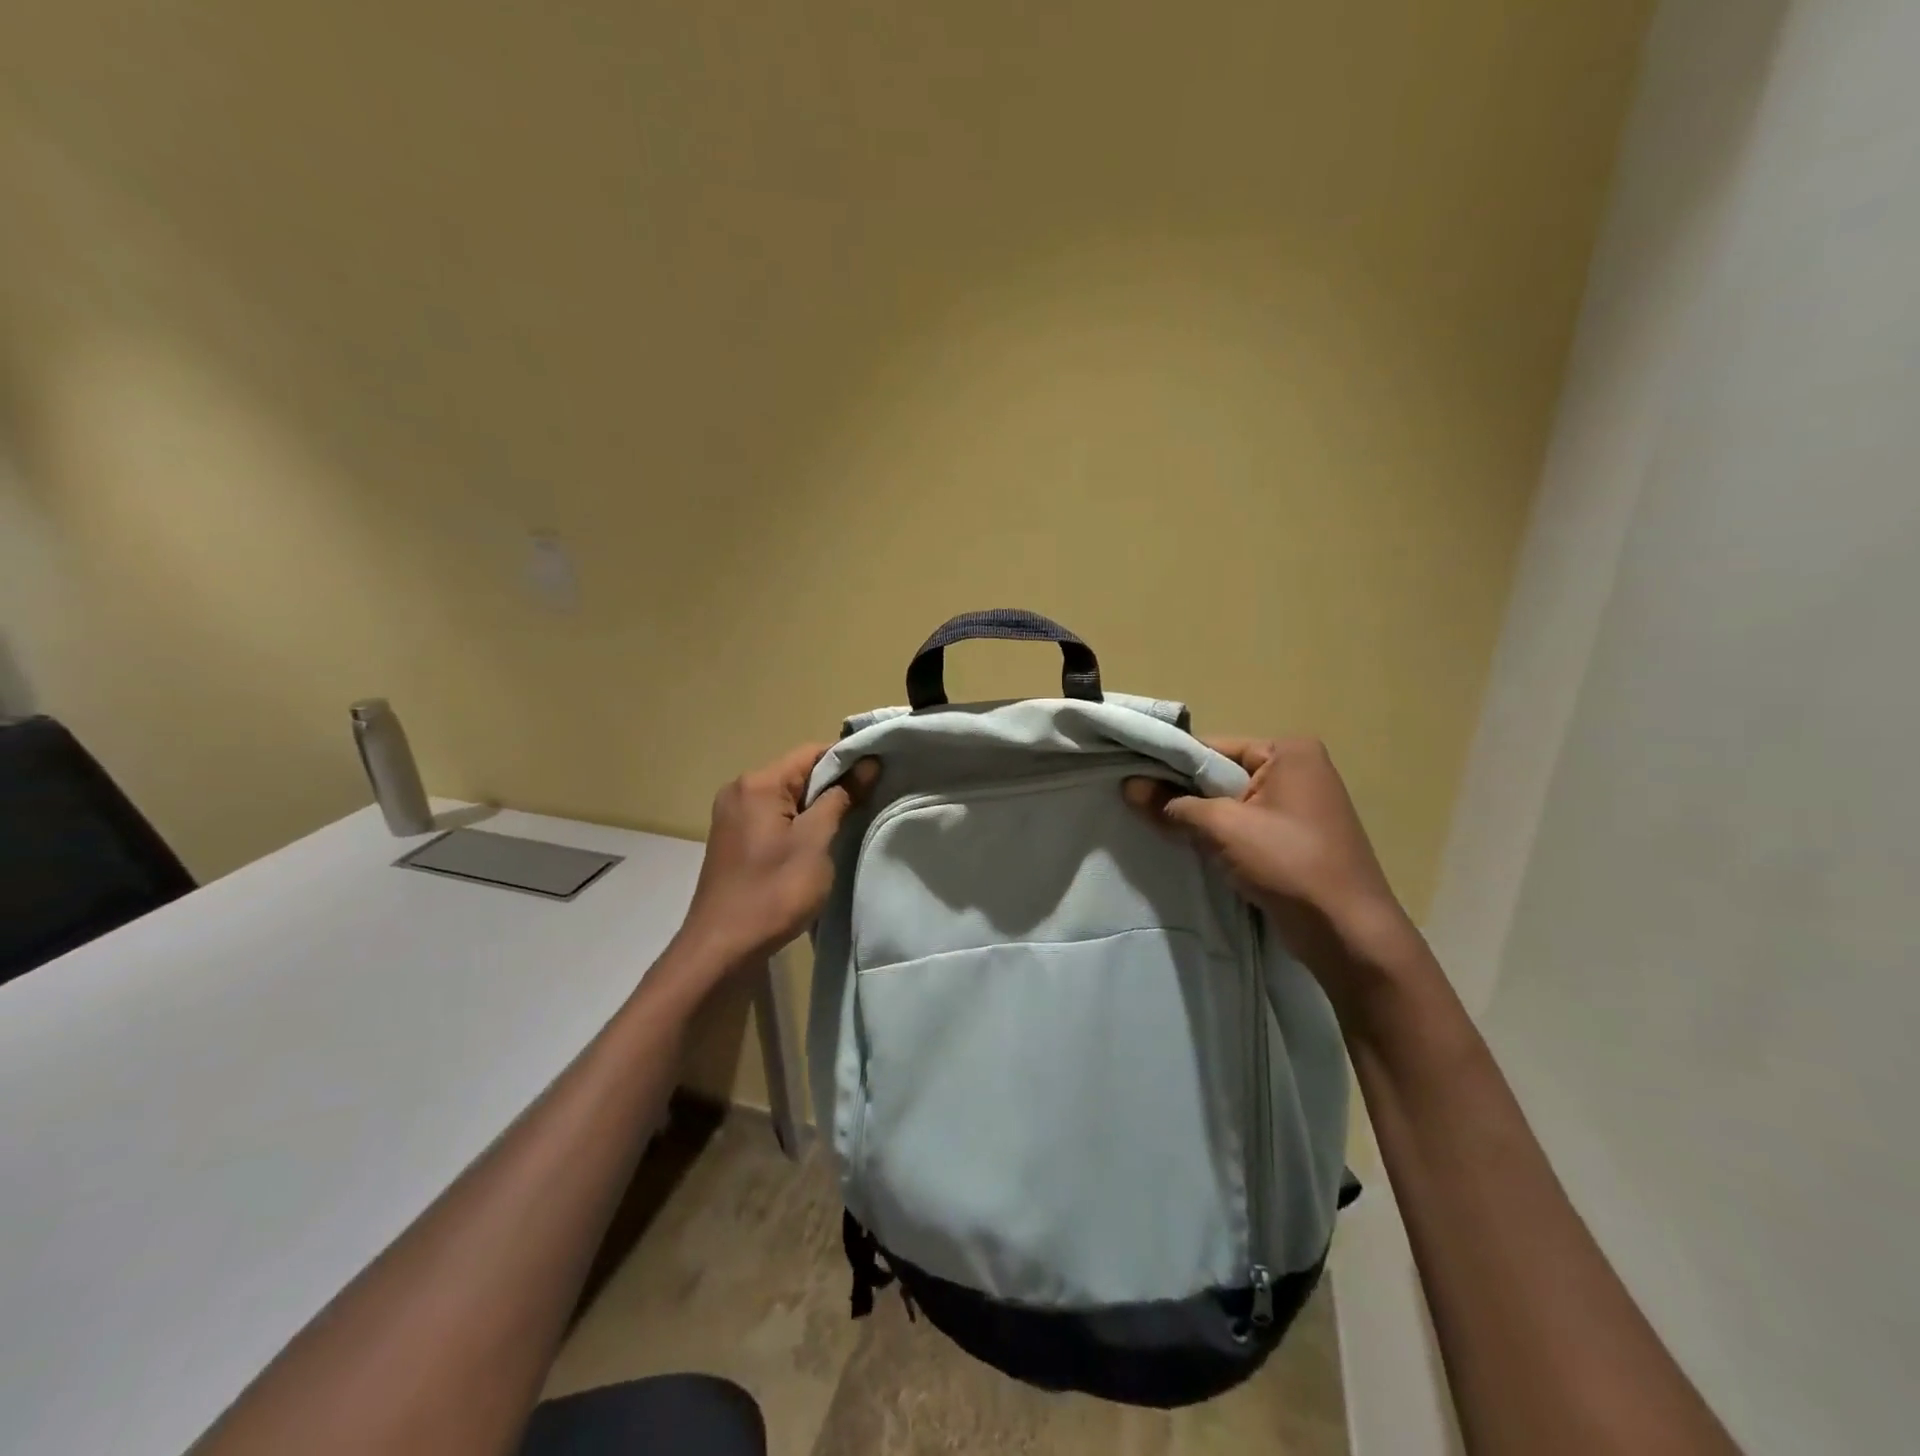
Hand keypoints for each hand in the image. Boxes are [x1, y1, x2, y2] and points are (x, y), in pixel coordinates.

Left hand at [676, 745, 880, 970]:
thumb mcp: (816, 841)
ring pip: (787, 797)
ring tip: (848, 822)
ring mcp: (733, 815)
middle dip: (834, 784)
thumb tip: (867, 764)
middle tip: (870, 801)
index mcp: (758, 783)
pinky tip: (817, 842)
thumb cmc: (774, 891)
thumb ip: (841, 797)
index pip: (812, 752)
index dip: (848, 760)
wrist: (723, 947)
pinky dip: (798, 822)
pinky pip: (773, 817)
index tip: (879, 774)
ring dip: (817, 806)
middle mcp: (740, 790)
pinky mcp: (734, 839)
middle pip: (798, 773)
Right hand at [1123, 738, 1426, 1012]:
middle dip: (1184, 794)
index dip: (1171, 764)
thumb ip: (1172, 804)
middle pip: (1221, 774)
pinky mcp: (1295, 839)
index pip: (1213, 747)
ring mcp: (1300, 806)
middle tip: (1140, 806)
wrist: (1349, 932)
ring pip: (1231, 804)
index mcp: (1289, 751)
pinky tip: (1193, 849)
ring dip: (1200, 819)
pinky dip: (1220, 837)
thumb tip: (1128, 787)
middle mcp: (1298, 770)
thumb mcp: (1223, 827)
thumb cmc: (1289, 862)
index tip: (1132, 778)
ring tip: (1161, 829)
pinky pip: (1245, 826)